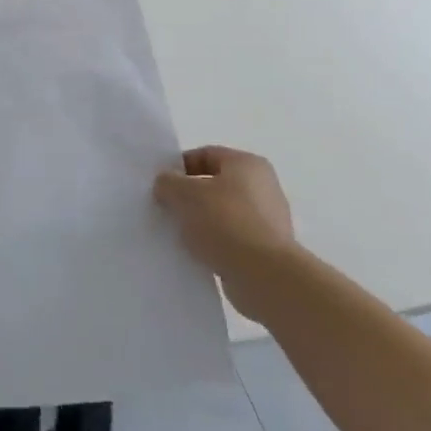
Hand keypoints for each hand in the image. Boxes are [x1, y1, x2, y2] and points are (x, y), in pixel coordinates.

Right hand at [154, 146, 297, 320]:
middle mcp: (264, 186)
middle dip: (189, 194)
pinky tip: (197, 251)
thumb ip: (168, 182)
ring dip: (200, 220)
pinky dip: (214, 241)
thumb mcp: (183, 194)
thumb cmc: (224, 222)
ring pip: (222, 212)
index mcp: (247, 164)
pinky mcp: (268, 249)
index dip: (179, 166)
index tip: (160, 184)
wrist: (265, 276)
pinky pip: (232, 237)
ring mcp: (269, 219)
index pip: (205, 154)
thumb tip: (167, 184)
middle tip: (166, 207)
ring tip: (178, 232)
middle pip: (215, 184)